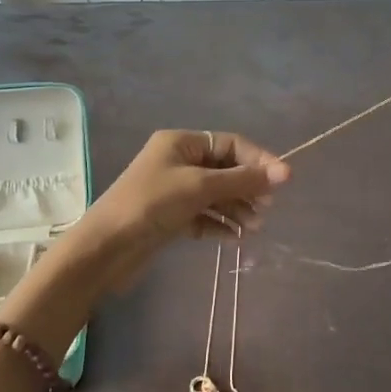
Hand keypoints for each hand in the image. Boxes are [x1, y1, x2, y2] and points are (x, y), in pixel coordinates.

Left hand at [76, 129, 290, 289]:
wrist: (106, 248)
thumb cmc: (152, 205)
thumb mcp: (200, 187)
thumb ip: (242, 180)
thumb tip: (284, 172)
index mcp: (181, 143)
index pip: (230, 144)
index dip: (258, 160)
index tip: (283, 181)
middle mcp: (177, 161)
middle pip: (224, 169)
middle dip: (248, 187)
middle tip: (267, 209)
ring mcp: (173, 190)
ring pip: (216, 194)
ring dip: (237, 208)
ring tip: (254, 228)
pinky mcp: (170, 217)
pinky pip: (204, 215)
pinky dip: (221, 224)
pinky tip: (236, 238)